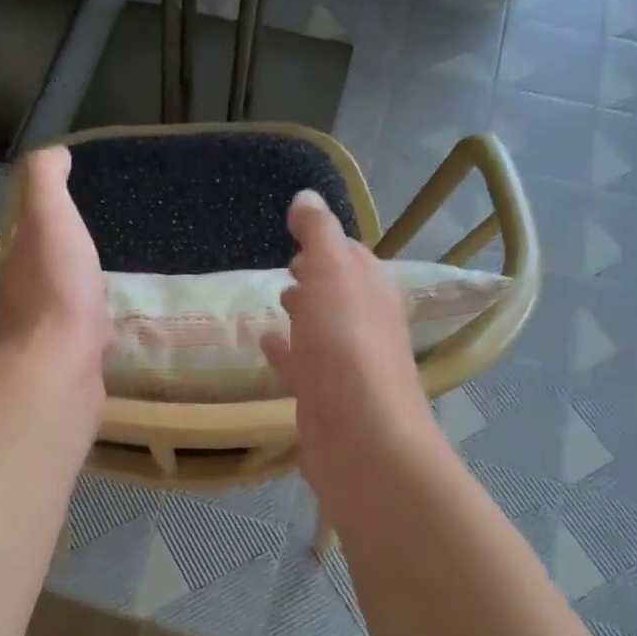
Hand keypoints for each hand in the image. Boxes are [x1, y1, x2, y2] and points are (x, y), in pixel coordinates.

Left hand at [0, 147, 109, 398]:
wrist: (59, 371)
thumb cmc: (57, 291)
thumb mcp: (51, 219)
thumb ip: (46, 183)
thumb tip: (53, 153)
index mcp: (17, 261)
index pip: (31, 231)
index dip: (51, 217)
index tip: (78, 206)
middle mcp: (22, 298)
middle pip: (45, 269)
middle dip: (67, 257)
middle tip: (101, 245)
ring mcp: (43, 335)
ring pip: (63, 305)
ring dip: (81, 294)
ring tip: (111, 284)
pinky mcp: (66, 364)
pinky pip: (82, 338)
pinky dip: (94, 328)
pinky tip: (113, 328)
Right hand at [261, 191, 439, 496]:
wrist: (360, 438)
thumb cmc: (346, 346)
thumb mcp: (332, 274)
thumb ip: (318, 235)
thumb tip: (306, 197)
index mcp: (371, 291)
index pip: (352, 256)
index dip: (327, 243)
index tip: (299, 233)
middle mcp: (364, 325)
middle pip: (340, 293)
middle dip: (317, 277)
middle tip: (288, 267)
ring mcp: (344, 365)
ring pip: (321, 329)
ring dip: (303, 313)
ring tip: (276, 301)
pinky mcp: (323, 398)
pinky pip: (301, 365)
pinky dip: (285, 351)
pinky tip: (265, 345)